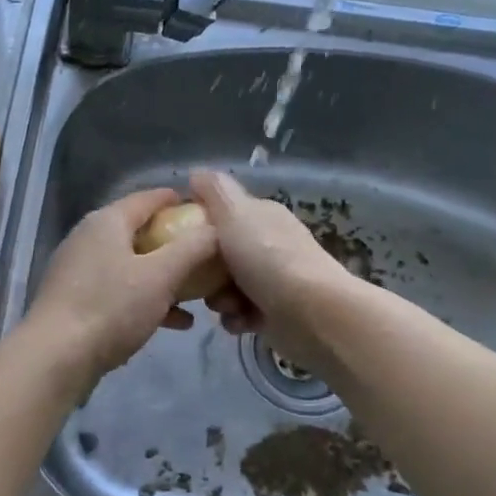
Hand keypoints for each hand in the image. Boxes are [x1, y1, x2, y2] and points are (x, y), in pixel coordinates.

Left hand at [21, 188, 220, 390]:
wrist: (55, 358)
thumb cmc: (111, 308)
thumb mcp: (161, 275)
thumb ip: (193, 248)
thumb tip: (218, 228)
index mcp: (107, 221)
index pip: (150, 198)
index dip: (182, 202)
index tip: (213, 215)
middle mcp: (89, 238)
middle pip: (142, 232)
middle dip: (178, 245)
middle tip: (211, 259)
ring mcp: (80, 270)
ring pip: (133, 265)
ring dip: (166, 277)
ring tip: (201, 295)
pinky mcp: (77, 300)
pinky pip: (121, 290)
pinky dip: (147, 299)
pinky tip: (176, 322)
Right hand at [190, 170, 358, 371]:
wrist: (312, 313)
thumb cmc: (267, 258)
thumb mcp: (234, 213)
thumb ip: (213, 191)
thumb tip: (196, 174)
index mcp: (261, 216)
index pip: (222, 214)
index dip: (199, 226)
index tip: (182, 242)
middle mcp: (269, 244)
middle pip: (220, 254)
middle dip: (207, 271)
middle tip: (203, 280)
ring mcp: (274, 279)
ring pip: (227, 287)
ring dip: (220, 299)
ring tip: (228, 306)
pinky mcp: (277, 312)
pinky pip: (242, 313)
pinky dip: (237, 319)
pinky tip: (240, 322)